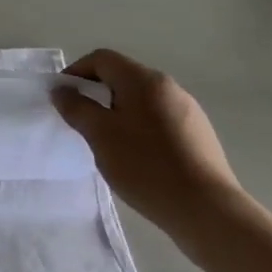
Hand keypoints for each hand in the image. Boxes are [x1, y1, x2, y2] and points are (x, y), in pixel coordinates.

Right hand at [52, 48, 243, 243]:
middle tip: (83, 122)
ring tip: (110, 143)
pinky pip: (159, 120)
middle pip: (122, 77)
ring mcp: (189, 112)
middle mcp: (169, 87)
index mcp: (144, 80)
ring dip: (119, 113)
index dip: (76, 72)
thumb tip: (62, 90)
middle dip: (97, 94)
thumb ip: (75, 107)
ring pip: (141, 100)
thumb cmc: (146, 166)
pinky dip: (141, 128)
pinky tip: (139, 158)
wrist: (209, 213)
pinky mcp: (200, 136)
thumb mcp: (99, 135)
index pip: (101, 59)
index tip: (64, 99)